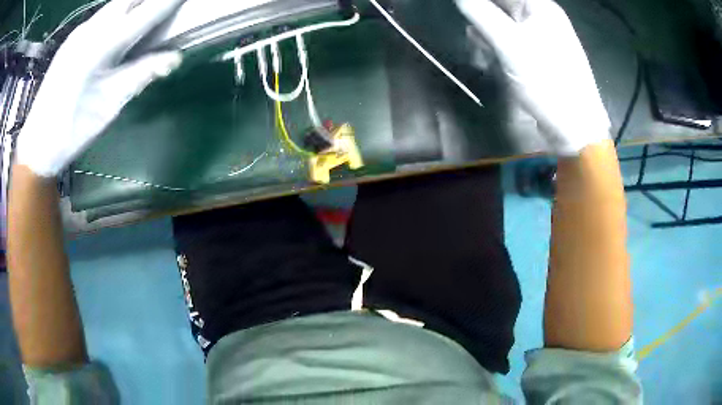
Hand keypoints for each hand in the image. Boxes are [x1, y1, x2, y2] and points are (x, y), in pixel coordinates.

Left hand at [17, 0, 184, 177]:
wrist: (36, 144)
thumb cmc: (71, 130)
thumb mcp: (109, 106)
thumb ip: (140, 76)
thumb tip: (174, 58)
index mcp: (101, 47)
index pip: (145, 13)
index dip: (168, 2)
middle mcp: (90, 30)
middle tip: (164, 5)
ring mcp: (79, 32)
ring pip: (114, 5)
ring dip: (133, 4)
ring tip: (146, 12)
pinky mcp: (71, 40)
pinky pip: (101, 16)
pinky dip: (117, 14)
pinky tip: (119, 27)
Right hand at [455, 0, 610, 155]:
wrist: (574, 127)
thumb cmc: (547, 81)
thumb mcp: (509, 43)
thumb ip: (481, 13)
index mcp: (539, 7)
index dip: (480, 0)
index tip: (464, 7)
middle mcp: (541, 17)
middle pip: (502, 4)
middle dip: (481, 13)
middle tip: (468, 24)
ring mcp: (541, 38)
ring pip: (503, 22)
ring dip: (485, 29)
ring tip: (477, 45)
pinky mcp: (537, 56)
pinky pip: (510, 40)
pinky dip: (495, 43)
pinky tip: (485, 52)